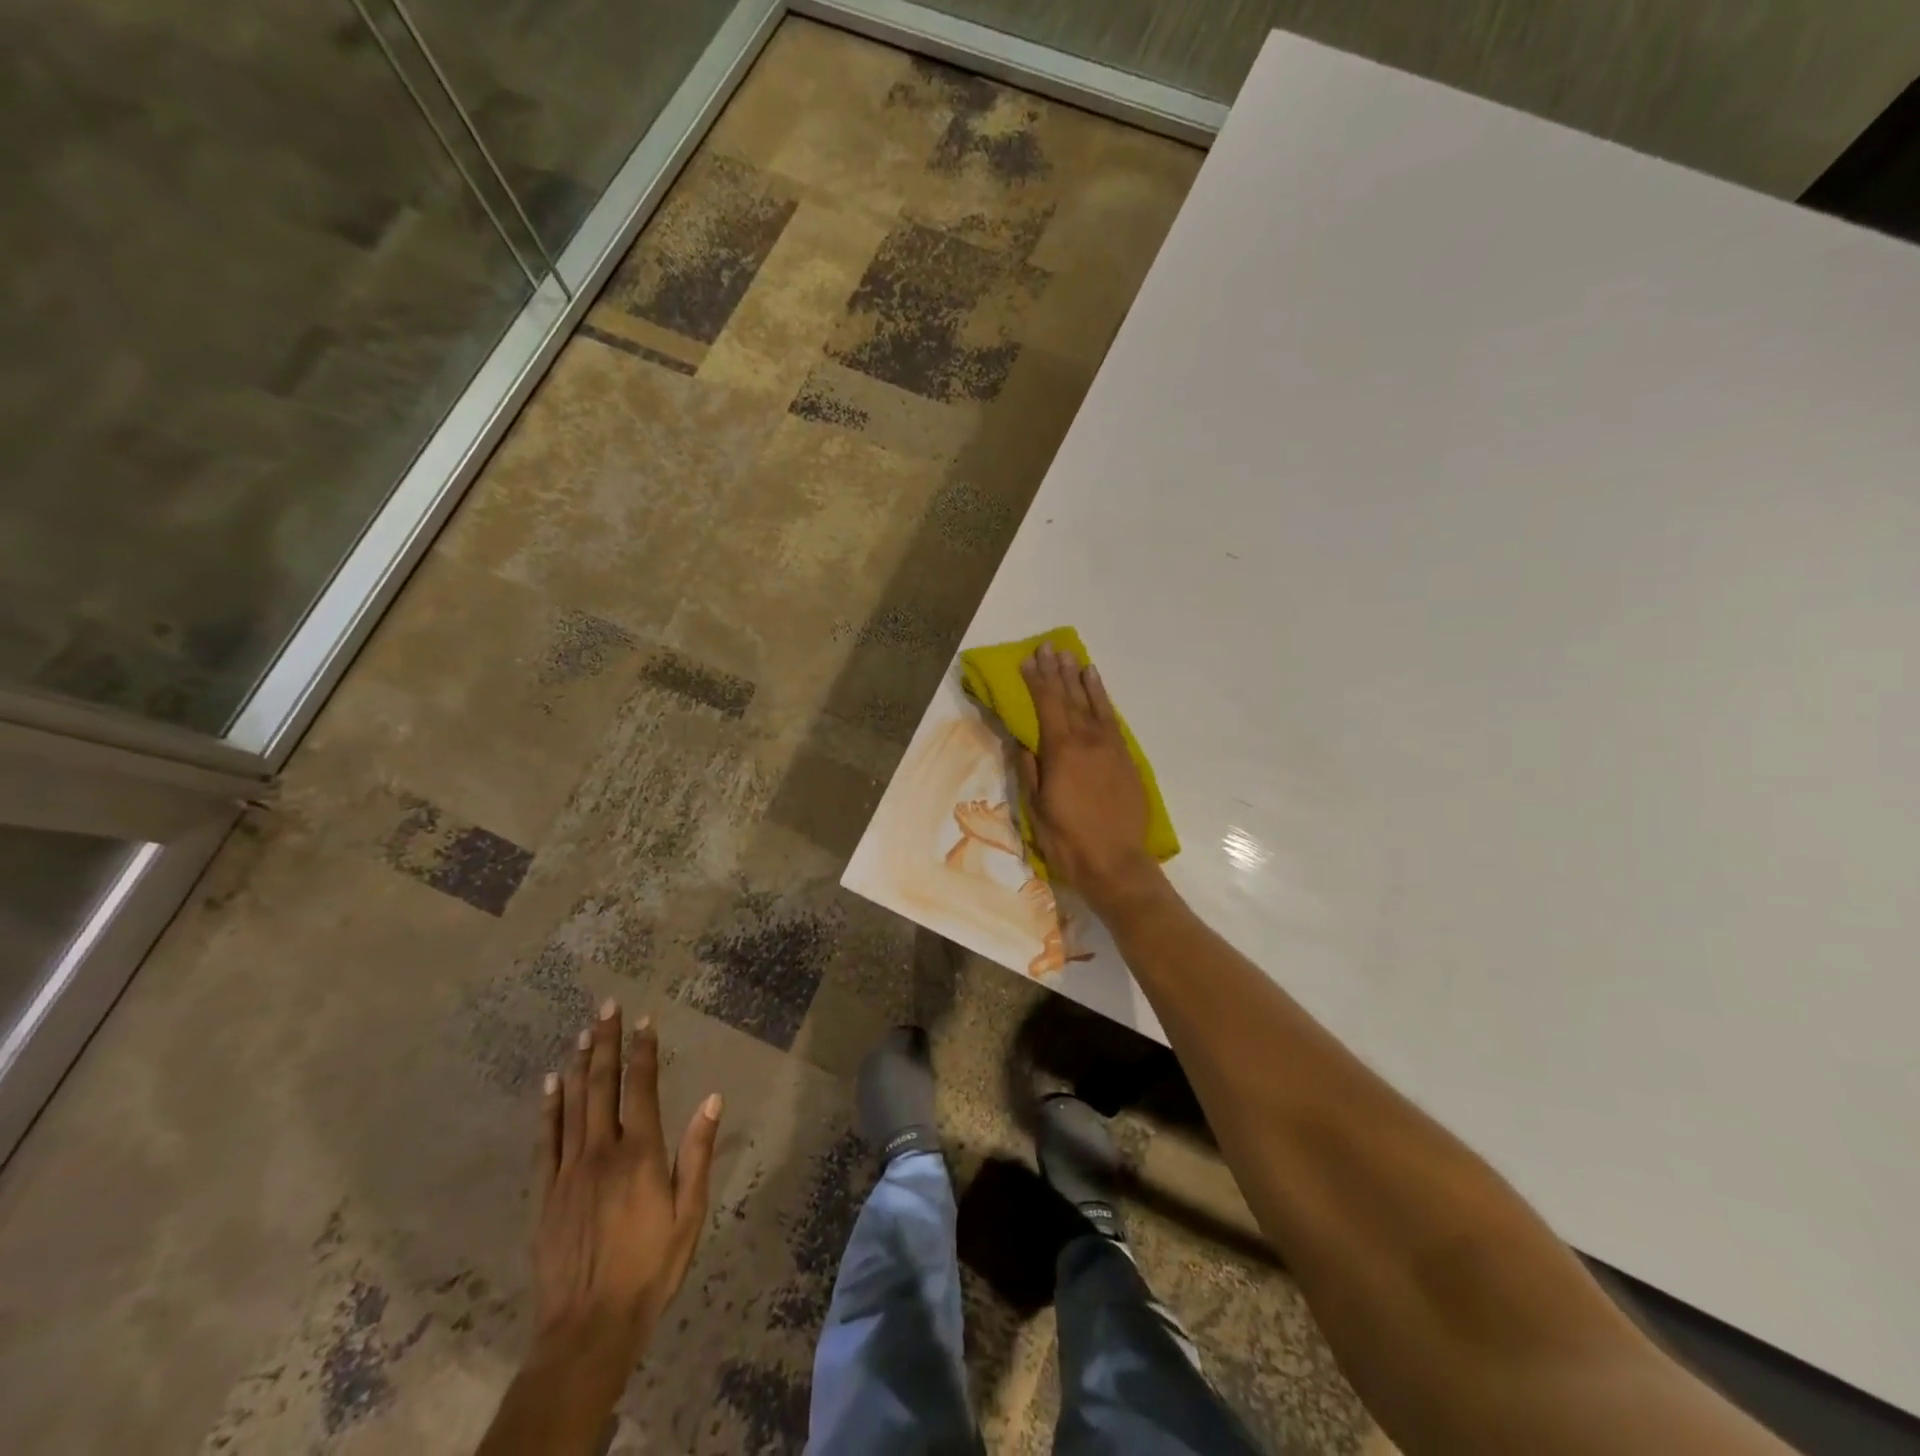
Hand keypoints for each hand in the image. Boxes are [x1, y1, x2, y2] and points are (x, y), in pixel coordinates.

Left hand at [530, 1001, 720, 1378]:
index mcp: (641, 1153)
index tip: (643, 1020)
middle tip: (605, 1007)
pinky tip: (551, 1084)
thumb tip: (712, 1098)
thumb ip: (697, 1153)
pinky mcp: (545, 1193)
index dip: (643, 1051)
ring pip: (573, 1104)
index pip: (642, 1088)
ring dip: (581, 1064)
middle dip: (607, 1043)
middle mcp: (602, 1151)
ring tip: (583, 1032)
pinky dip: (549, 1108)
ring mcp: (568, 1170)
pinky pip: (546, 1139)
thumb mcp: (689, 1213)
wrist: (588, 1329)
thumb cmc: (651, 1268)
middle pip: (604, 1085)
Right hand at [1016, 643, 1163, 915]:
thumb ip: (1030, 769)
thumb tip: (1021, 740)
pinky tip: (1097, 690)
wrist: (1117, 863)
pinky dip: (1104, 701)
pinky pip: (1112, 720)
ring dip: (1082, 680)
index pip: (1046, 705)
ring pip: (1095, 705)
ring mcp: (1111, 748)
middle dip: (1057, 672)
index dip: (1036, 680)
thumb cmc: (1067, 840)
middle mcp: (1088, 740)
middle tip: (1049, 647)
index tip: (1028, 659)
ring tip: (1074, 659)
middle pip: (1070, 698)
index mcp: (1061, 750)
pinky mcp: (1126, 759)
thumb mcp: (1037, 807)